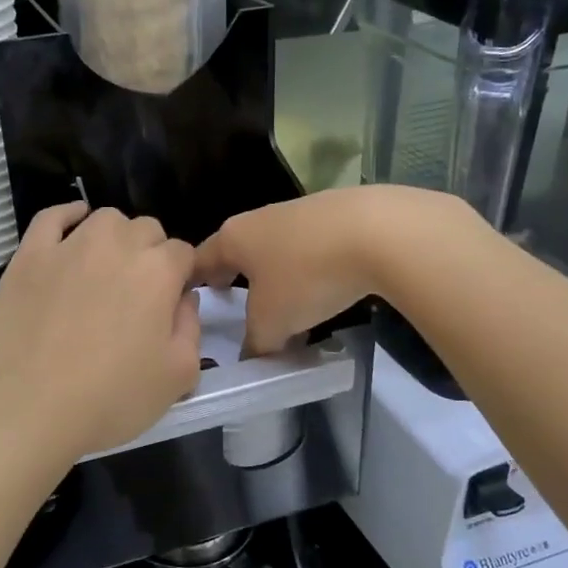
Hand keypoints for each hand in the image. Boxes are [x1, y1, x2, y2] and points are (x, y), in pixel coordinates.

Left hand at [0, 204, 201, 468]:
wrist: (27, 408)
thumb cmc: (110, 399)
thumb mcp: (177, 377)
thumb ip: (191, 328)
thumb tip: (184, 298)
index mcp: (159, 272)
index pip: (183, 253)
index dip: (182, 276)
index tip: (172, 302)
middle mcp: (117, 245)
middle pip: (147, 229)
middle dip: (152, 253)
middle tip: (139, 294)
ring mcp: (69, 245)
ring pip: (105, 219)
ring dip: (116, 237)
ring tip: (107, 268)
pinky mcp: (29, 255)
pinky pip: (52, 217)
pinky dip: (68, 215)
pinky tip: (73, 227)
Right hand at [195, 186, 474, 353]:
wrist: (379, 231)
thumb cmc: (306, 275)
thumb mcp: (272, 322)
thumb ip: (255, 342)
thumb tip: (254, 354)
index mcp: (233, 238)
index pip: (198, 261)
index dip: (190, 285)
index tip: (189, 305)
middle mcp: (259, 219)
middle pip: (237, 253)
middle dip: (234, 279)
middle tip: (233, 307)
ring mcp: (298, 213)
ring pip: (274, 251)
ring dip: (274, 278)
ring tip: (284, 309)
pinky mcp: (335, 215)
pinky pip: (308, 248)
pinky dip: (307, 270)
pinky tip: (324, 291)